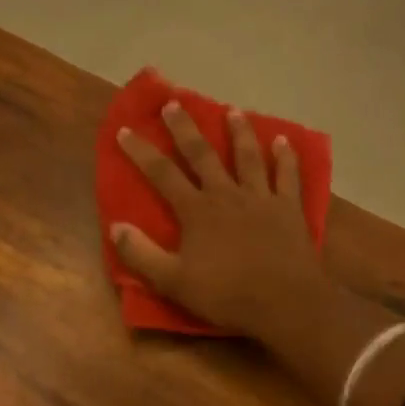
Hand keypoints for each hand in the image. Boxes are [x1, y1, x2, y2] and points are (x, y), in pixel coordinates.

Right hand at [114, 102, 333, 341]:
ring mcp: (261, 198)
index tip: (124, 130)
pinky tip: (285, 141)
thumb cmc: (227, 294)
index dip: (140, 152)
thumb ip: (142, 254)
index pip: (162, 174)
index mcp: (197, 211)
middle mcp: (226, 194)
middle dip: (185, 128)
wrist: (285, 302)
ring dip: (239, 132)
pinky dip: (286, 157)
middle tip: (174, 103)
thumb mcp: (173, 281)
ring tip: (232, 110)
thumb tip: (115, 226)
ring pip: (247, 156)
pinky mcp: (289, 208)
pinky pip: (288, 175)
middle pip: (202, 154)